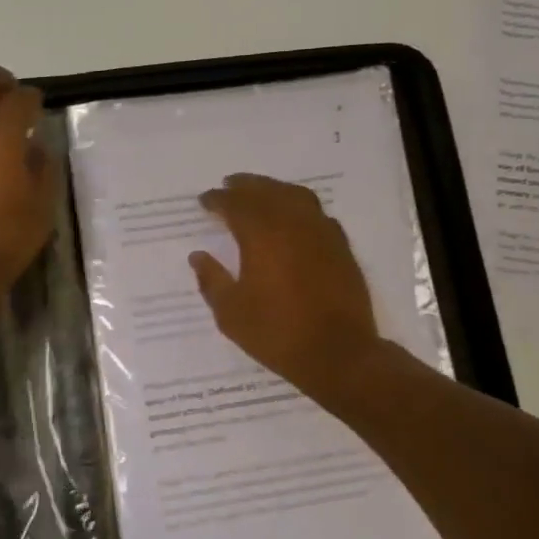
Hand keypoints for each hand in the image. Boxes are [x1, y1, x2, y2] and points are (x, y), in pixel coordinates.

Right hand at [189, 174, 383, 401]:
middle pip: (266, 191)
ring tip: (261, 193)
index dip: (217, 200)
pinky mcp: (341, 246)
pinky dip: (299, 206)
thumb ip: (212, 280)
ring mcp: (321, 232)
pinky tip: (294, 218)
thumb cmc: (277, 333)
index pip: (235, 205)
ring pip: (295, 196)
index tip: (204, 200)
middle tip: (229, 185)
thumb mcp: (231, 313)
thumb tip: (198, 257)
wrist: (338, 353)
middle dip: (244, 186)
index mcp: (261, 235)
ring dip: (274, 189)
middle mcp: (292, 224)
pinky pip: (317, 213)